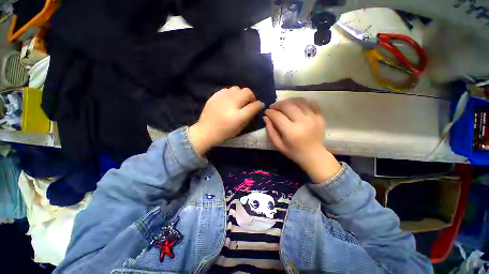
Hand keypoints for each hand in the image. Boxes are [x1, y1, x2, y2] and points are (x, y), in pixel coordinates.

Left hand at [189, 86, 264, 154]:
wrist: (205, 131)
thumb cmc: (224, 133)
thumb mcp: (239, 128)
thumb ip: (249, 117)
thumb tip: (255, 107)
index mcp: (238, 116)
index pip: (254, 105)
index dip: (259, 104)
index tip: (260, 105)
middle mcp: (231, 104)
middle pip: (247, 92)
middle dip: (251, 96)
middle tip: (249, 103)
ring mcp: (222, 98)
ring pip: (237, 88)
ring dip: (241, 94)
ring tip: (238, 101)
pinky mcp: (215, 96)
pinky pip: (227, 89)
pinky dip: (231, 93)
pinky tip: (229, 100)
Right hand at [264, 98, 340, 182]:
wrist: (314, 156)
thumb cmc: (294, 152)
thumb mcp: (278, 145)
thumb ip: (270, 131)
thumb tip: (266, 117)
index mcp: (291, 132)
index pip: (277, 116)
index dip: (270, 112)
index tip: (266, 112)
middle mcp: (303, 122)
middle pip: (287, 105)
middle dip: (277, 104)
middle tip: (273, 107)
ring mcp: (313, 118)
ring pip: (298, 101)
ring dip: (288, 101)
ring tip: (283, 105)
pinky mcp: (320, 116)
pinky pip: (310, 103)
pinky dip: (300, 102)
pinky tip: (295, 106)